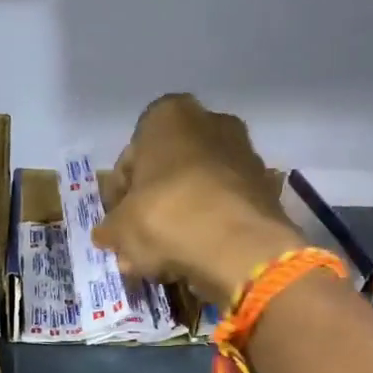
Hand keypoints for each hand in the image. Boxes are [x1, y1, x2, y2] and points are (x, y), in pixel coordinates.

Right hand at [94, 93, 305, 301]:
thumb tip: (107, 234)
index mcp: (167, 116)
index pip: (131, 156)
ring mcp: (243, 152)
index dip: (119, 194)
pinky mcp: (264, 187)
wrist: (239, 246)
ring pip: (197, 189)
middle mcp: (210, 121)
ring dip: (180, 218)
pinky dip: (208, 228)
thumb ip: (110, 228)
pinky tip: (193, 257)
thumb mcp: (119, 228)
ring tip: (164, 256)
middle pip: (168, 169)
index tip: (116, 223)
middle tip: (138, 240)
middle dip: (152, 204)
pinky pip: (223, 207)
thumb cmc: (166, 218)